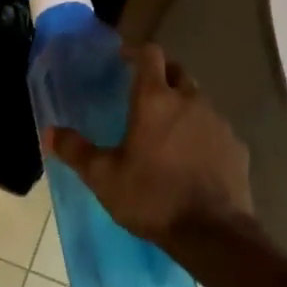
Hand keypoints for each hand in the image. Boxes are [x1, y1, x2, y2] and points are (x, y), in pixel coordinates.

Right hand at [43, 44, 251, 243]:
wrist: (212, 233)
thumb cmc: (151, 197)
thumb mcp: (103, 177)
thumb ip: (75, 151)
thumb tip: (49, 132)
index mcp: (155, 100)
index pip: (150, 54)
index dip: (136, 53)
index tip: (124, 61)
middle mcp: (190, 101)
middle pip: (177, 72)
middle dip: (161, 75)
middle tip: (144, 94)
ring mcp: (218, 122)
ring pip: (198, 100)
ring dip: (183, 106)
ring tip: (167, 131)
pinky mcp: (237, 146)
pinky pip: (215, 129)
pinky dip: (202, 134)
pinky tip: (193, 158)